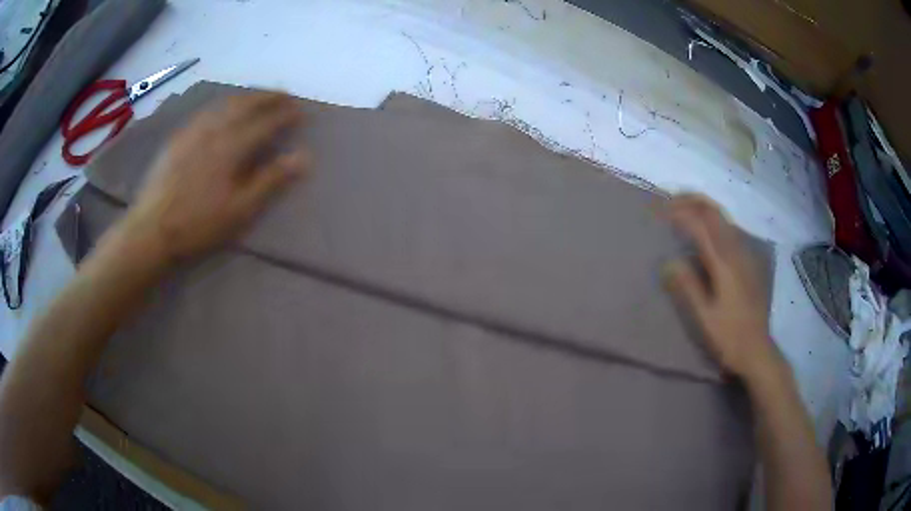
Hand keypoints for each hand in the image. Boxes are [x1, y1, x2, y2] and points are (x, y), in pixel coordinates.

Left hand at [121, 92, 309, 266]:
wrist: (152, 230)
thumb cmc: (199, 224)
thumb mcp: (240, 210)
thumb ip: (271, 180)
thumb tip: (303, 157)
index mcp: (231, 146)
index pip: (265, 122)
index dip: (285, 114)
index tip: (301, 111)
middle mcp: (213, 130)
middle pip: (245, 104)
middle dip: (267, 97)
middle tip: (284, 95)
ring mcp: (193, 132)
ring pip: (223, 104)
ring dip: (245, 97)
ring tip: (257, 98)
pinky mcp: (178, 139)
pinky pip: (205, 113)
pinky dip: (222, 106)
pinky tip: (221, 112)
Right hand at [662, 194, 781, 380]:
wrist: (757, 350)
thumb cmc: (729, 337)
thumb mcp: (704, 317)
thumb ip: (687, 287)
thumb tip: (667, 262)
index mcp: (724, 262)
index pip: (700, 225)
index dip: (678, 213)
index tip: (658, 212)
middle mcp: (736, 250)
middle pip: (714, 211)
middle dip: (690, 200)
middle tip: (668, 201)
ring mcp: (745, 254)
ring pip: (723, 217)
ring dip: (701, 207)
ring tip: (682, 209)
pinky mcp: (748, 261)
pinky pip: (729, 228)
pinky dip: (712, 219)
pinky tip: (705, 230)